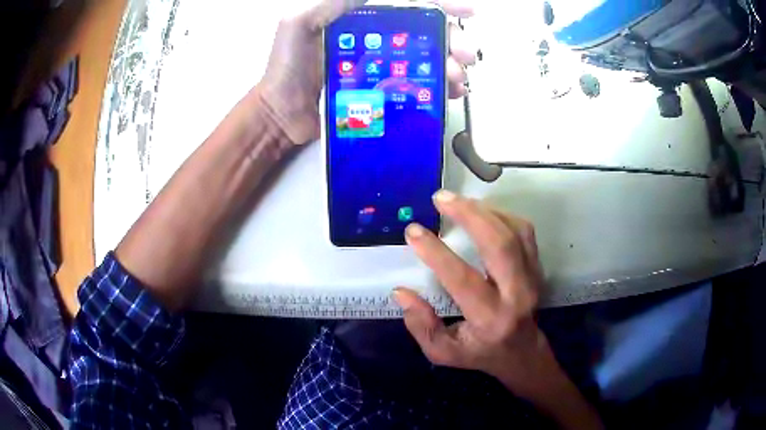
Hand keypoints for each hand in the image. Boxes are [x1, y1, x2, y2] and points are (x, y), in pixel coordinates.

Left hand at [260, 0, 476, 144]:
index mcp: (361, 17)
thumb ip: (329, 3)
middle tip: (467, 54)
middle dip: (452, 39)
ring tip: (458, 76)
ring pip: (426, 58)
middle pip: (424, 32)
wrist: (281, 115)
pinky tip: (450, 90)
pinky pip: (417, 84)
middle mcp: (376, 37)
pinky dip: (438, 86)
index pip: (406, 5)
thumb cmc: (285, 69)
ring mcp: (381, 64)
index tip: (465, 12)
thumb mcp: (298, 23)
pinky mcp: (382, 90)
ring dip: (449, 64)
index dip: (439, 6)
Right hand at [393, 190, 552, 394]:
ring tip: (457, 201)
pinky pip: (524, 231)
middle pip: (499, 245)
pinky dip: (501, 215)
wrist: (522, 352)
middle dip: (469, 215)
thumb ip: (421, 327)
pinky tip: (481, 213)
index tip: (413, 231)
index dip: (436, 253)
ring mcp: (532, 278)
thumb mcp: (443, 352)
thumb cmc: (480, 352)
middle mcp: (517, 295)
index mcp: (490, 318)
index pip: (463, 279)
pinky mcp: (537, 267)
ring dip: (484, 211)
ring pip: (515, 232)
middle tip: (441, 198)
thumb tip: (402, 292)